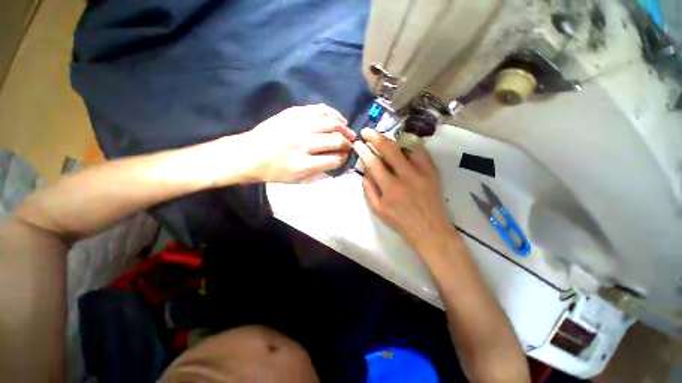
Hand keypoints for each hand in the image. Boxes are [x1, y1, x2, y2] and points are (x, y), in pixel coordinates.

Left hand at [244, 104, 354, 182]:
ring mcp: (297, 126)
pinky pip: (319, 109)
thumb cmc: (274, 172)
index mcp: (303, 164)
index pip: (334, 159)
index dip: (344, 158)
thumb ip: (320, 173)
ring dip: (343, 127)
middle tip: (350, 144)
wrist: (249, 154)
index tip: (346, 156)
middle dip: (348, 143)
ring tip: (347, 130)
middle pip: (335, 140)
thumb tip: (338, 162)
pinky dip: (332, 113)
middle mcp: (302, 144)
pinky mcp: (293, 113)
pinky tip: (338, 118)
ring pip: (330, 122)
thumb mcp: (297, 181)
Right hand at [353, 129, 452, 247]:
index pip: (373, 163)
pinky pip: (421, 151)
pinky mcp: (433, 171)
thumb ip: (369, 189)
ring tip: (383, 139)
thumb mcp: (377, 209)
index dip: (363, 150)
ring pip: (406, 146)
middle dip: (375, 137)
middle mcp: (406, 176)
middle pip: (389, 149)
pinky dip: (409, 145)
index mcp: (390, 188)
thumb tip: (365, 170)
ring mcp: (422, 172)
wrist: (429, 228)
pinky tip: (402, 145)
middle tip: (367, 131)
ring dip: (392, 140)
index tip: (357, 143)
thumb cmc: (400, 221)